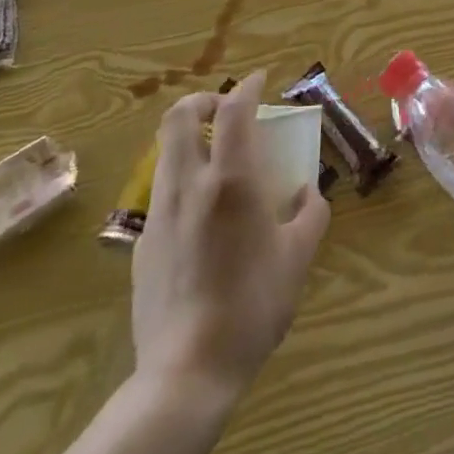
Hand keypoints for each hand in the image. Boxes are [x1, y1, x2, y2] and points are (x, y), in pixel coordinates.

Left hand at [131, 71, 330, 406]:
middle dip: (202, 100)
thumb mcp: (297, 258)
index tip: (260, 80)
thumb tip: (306, 191)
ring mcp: (159, 213)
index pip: (234, 110)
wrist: (186, 373)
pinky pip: (162, 192)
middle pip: (179, 116)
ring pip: (165, 151)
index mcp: (231, 180)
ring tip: (216, 157)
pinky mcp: (143, 243)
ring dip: (189, 138)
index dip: (248, 87)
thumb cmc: (252, 306)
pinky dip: (182, 179)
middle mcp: (189, 184)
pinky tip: (202, 213)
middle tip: (226, 110)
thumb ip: (310, 214)